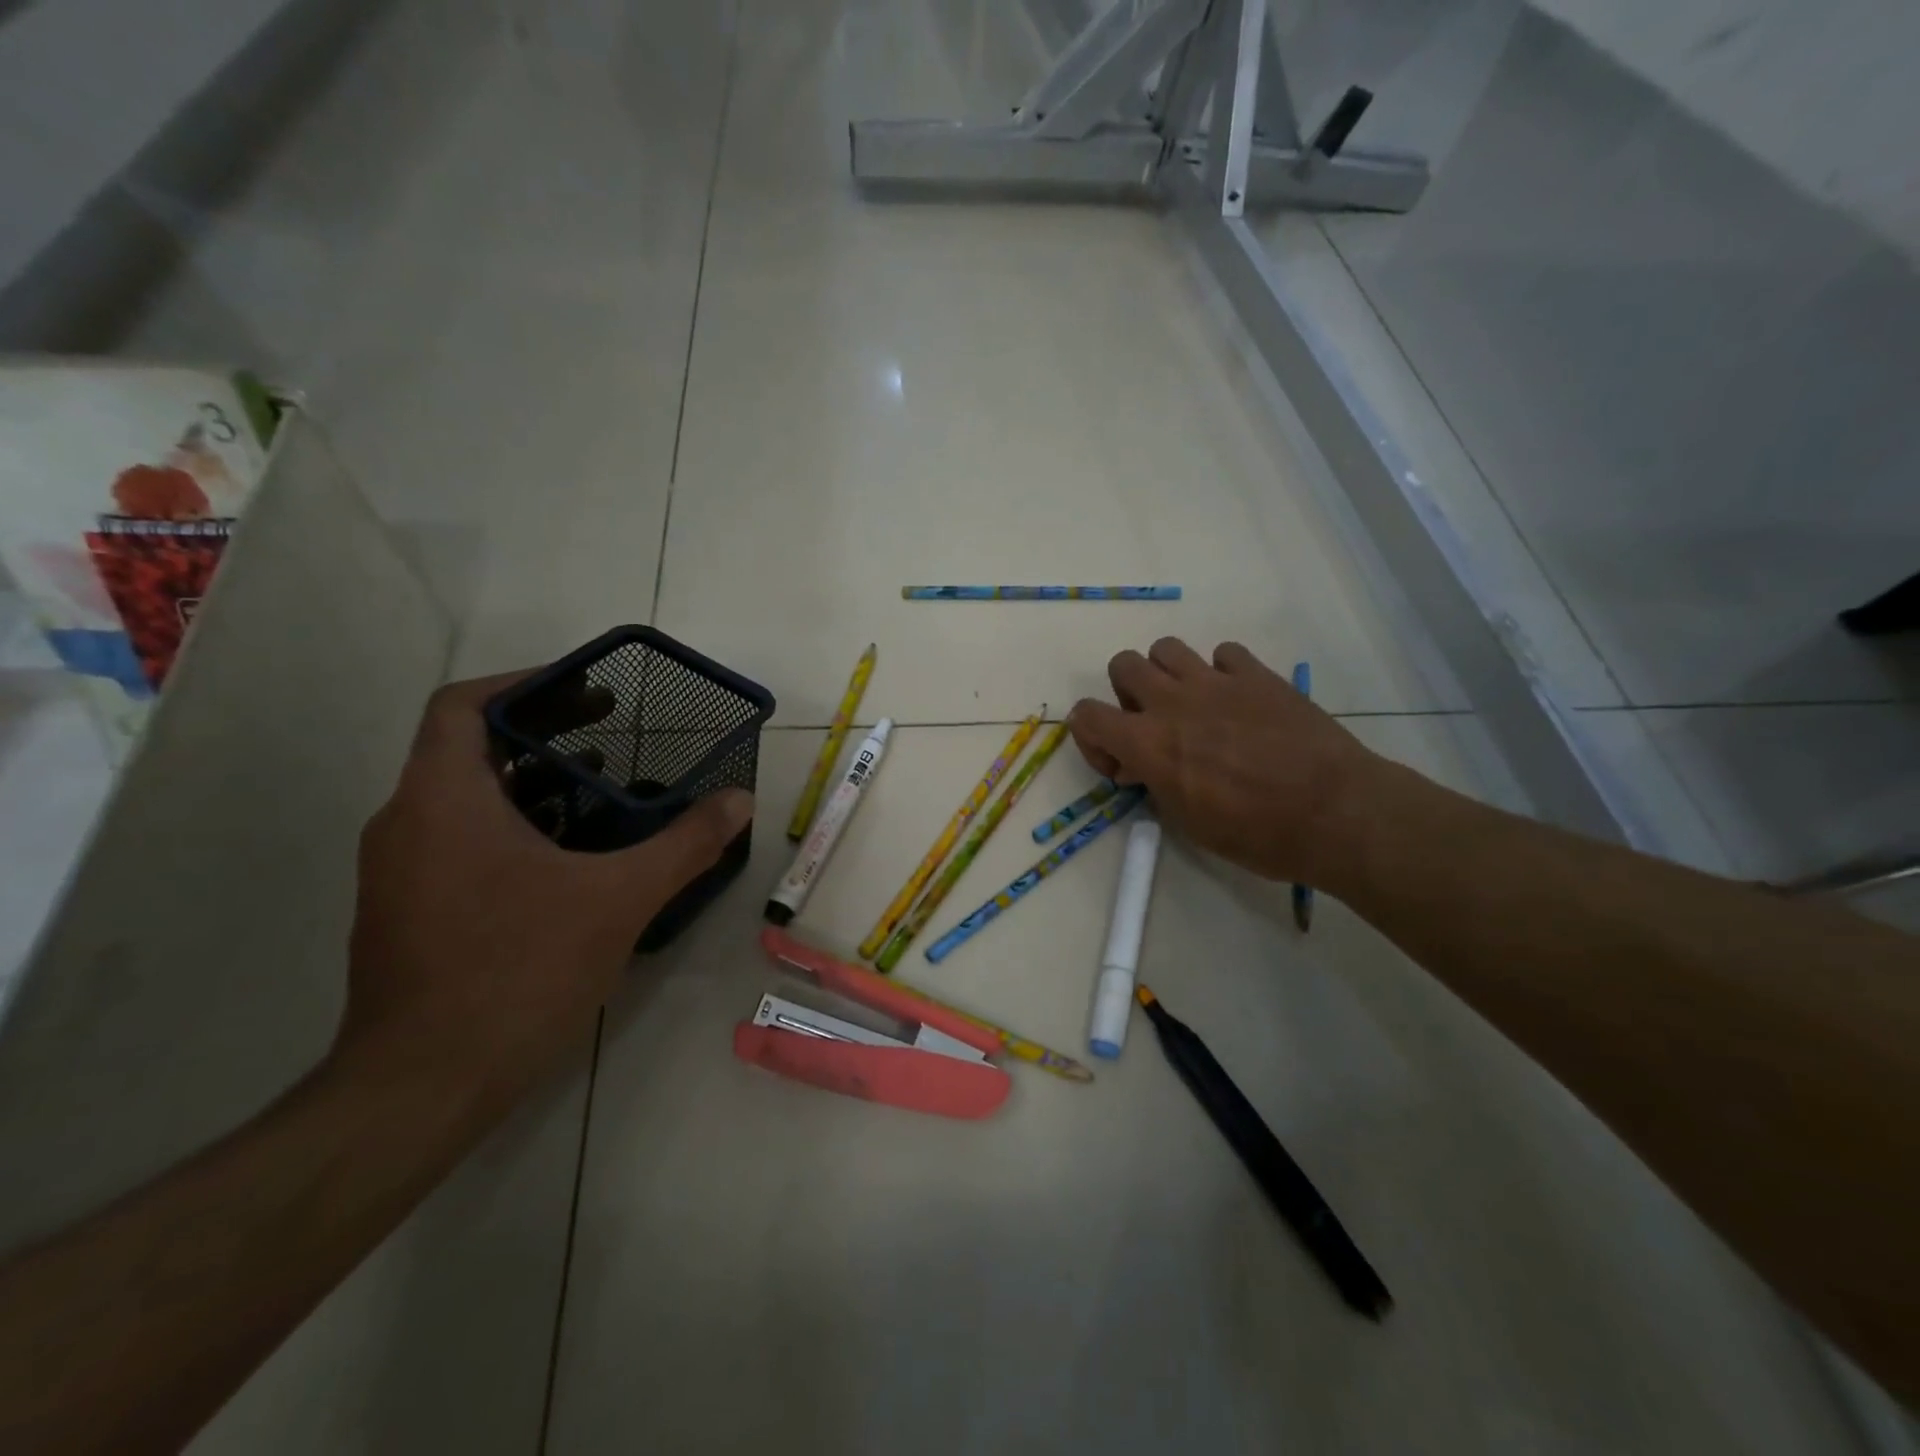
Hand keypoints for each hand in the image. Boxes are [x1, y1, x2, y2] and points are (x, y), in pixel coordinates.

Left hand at [341, 673, 752, 1111]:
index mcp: (443, 800)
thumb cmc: (516, 971)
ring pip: (467, 800)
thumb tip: (740, 801)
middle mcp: (406, 823)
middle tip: (613, 735)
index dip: (523, 684)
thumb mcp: (619, 899)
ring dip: (534, 786)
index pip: (462, 705)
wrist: (422, 1087)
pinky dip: (514, 830)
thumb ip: (685, 843)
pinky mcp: (406, 912)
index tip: (584, 689)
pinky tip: (570, 862)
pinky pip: (460, 842)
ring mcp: (399, 872)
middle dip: (545, 735)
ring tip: (603, 793)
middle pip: (470, 749)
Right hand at [1067, 638, 1382, 885]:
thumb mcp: (1188, 823)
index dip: (1091, 738)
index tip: (1121, 766)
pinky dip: (1221, 672)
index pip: (1085, 715)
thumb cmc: (1257, 833)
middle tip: (1153, 726)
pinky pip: (1223, 653)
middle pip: (1123, 664)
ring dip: (1168, 675)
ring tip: (1191, 706)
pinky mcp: (1257, 674)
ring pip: (1166, 648)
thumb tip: (1142, 767)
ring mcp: (1216, 681)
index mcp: (1148, 743)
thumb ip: (1155, 785)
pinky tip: (1238, 702)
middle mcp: (1173, 702)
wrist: (1334, 812)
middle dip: (1127, 694)